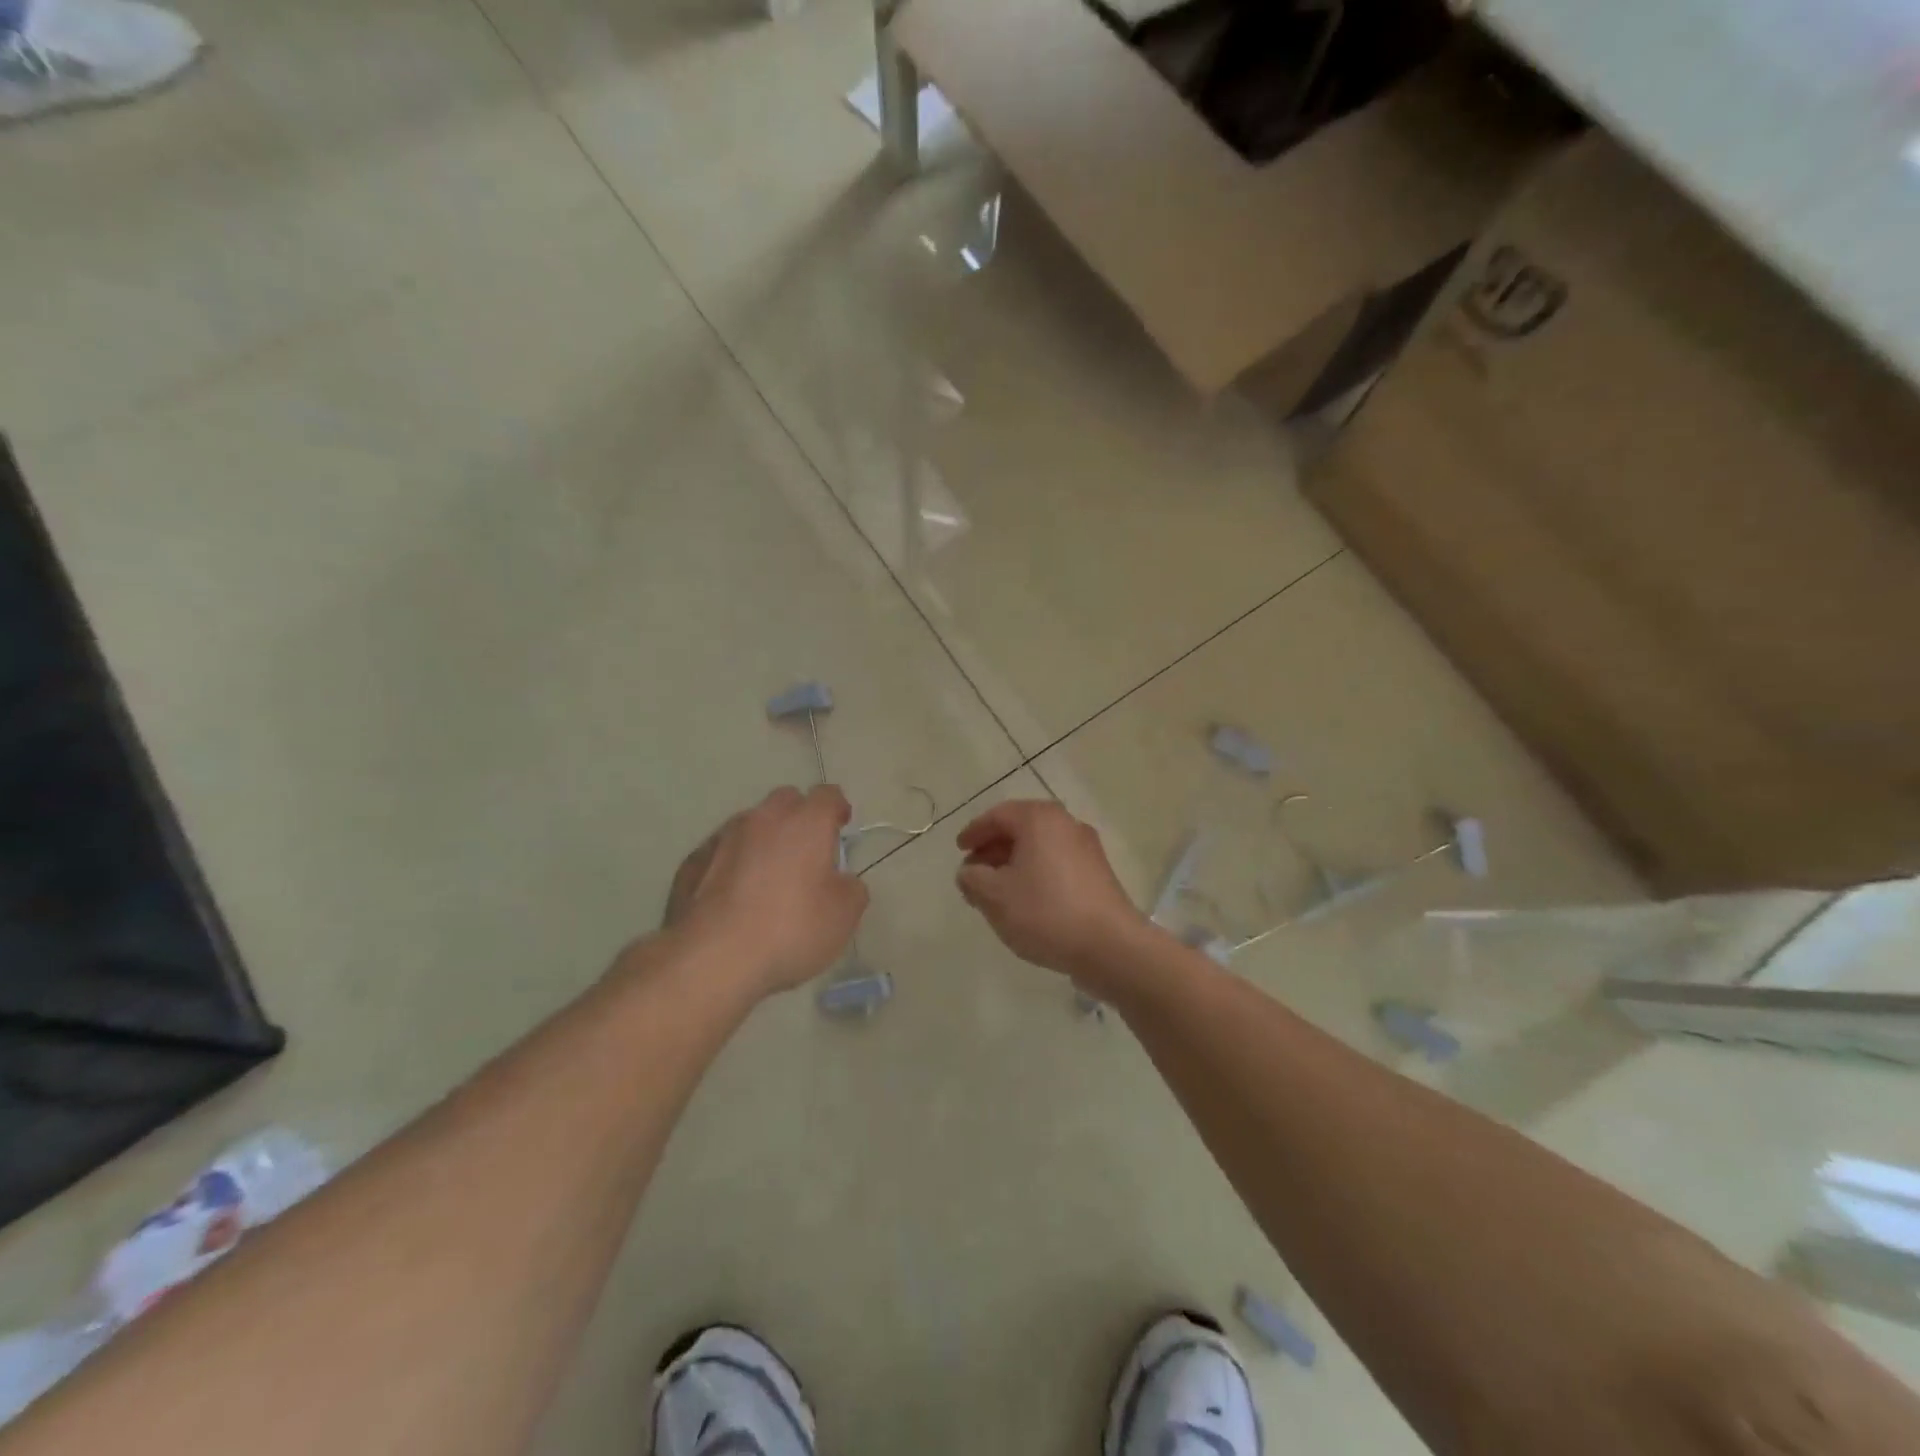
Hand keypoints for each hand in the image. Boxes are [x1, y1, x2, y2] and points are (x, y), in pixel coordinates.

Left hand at [663, 785, 867, 996]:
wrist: (711, 958)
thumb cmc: (789, 929)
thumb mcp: (843, 916)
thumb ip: (850, 888)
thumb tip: (841, 881)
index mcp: (805, 823)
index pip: (827, 795)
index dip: (837, 807)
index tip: (841, 825)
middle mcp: (763, 819)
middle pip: (786, 801)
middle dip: (798, 818)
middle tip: (806, 852)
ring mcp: (722, 838)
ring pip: (750, 825)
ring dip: (763, 841)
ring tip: (766, 879)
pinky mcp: (691, 862)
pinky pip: (721, 853)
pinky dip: (732, 864)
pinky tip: (733, 897)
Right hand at [954, 800, 1146, 978]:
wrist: (1110, 946)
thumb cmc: (1045, 912)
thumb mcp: (994, 896)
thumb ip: (972, 878)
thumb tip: (969, 871)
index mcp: (1039, 819)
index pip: (998, 815)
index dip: (974, 832)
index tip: (959, 849)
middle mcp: (1066, 824)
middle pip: (1021, 828)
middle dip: (993, 849)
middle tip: (974, 872)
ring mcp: (1087, 848)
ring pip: (1040, 848)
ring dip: (1014, 864)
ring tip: (996, 891)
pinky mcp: (1099, 874)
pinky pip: (1057, 863)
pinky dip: (1036, 874)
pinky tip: (1026, 902)